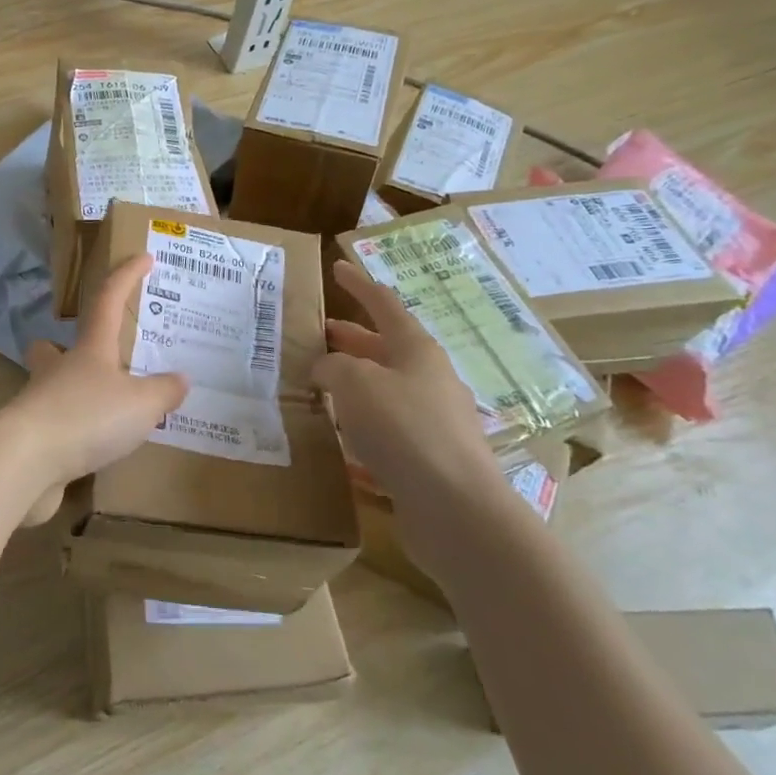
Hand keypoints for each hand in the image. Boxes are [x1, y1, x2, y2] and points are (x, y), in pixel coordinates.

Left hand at [6, 254, 188, 526]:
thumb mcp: (141, 404)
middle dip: (62, 345)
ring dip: (68, 390)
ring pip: (48, 386)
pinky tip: (91, 448)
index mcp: (89, 350)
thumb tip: (180, 379)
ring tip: (99, 408)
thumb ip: (163, 391)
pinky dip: (70, 431)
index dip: (126, 276)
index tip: (142, 257)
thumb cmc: (87, 417)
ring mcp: (38, 403)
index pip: (108, 300)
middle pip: (51, 346)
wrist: (26, 461)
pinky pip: (53, 426)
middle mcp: (58, 370)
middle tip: (88, 355)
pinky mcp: (31, 438)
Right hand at [315, 260, 518, 569]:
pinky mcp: (428, 458)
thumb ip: (332, 367)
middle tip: (319, 333)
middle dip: (352, 339)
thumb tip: (325, 369)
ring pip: (385, 390)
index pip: (384, 305)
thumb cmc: (404, 427)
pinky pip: (388, 430)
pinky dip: (362, 425)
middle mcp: (429, 380)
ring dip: (354, 384)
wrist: (455, 507)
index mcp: (417, 350)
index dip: (358, 285)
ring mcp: (433, 421)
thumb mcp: (355, 382)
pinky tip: (339, 439)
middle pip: (385, 349)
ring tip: (319, 386)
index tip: (337, 267)